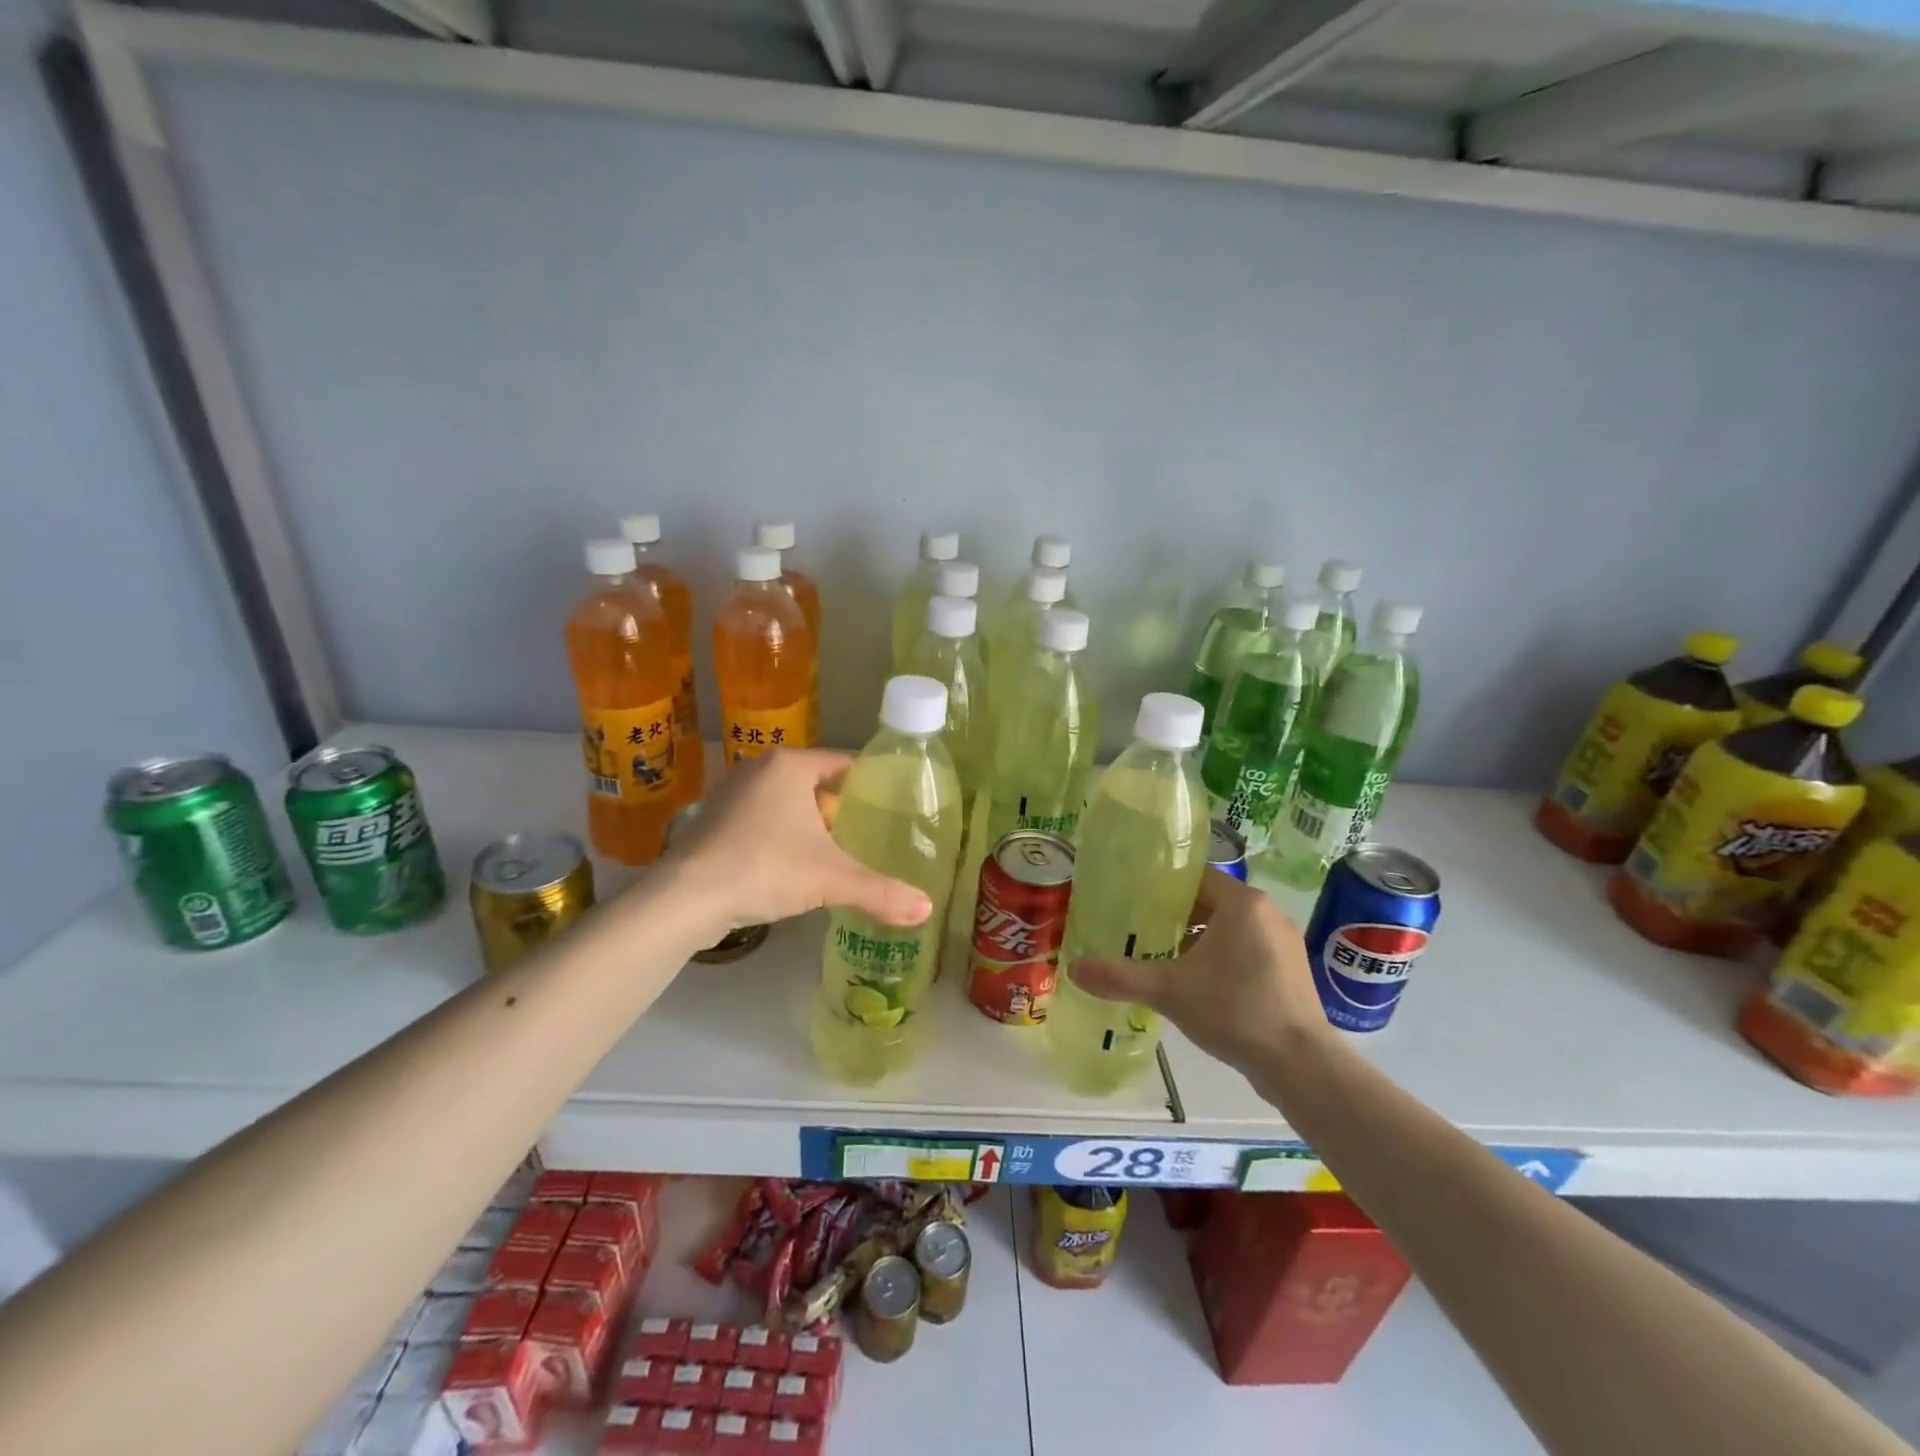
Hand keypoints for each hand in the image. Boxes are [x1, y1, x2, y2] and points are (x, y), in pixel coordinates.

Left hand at [661, 749, 932, 935]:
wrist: (685, 900)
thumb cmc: (765, 869)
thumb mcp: (831, 880)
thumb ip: (881, 892)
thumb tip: (927, 909)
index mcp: (790, 765)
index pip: (843, 762)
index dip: (871, 783)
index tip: (895, 805)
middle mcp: (759, 769)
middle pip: (817, 784)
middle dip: (842, 809)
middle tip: (873, 833)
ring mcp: (732, 794)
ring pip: (789, 804)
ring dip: (812, 826)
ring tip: (841, 852)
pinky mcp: (715, 822)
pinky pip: (764, 821)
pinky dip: (784, 837)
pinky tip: (796, 866)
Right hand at [1067, 867, 1331, 1070]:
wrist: (1302, 1065)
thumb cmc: (1235, 1011)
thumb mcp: (1169, 991)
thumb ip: (1120, 977)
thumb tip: (1073, 969)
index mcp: (1242, 903)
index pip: (1195, 876)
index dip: (1162, 885)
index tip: (1132, 897)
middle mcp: (1267, 913)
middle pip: (1210, 902)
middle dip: (1175, 916)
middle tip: (1139, 930)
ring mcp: (1284, 943)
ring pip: (1229, 929)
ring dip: (1198, 939)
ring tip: (1163, 957)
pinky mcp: (1290, 972)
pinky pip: (1247, 951)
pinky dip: (1221, 959)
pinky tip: (1198, 985)